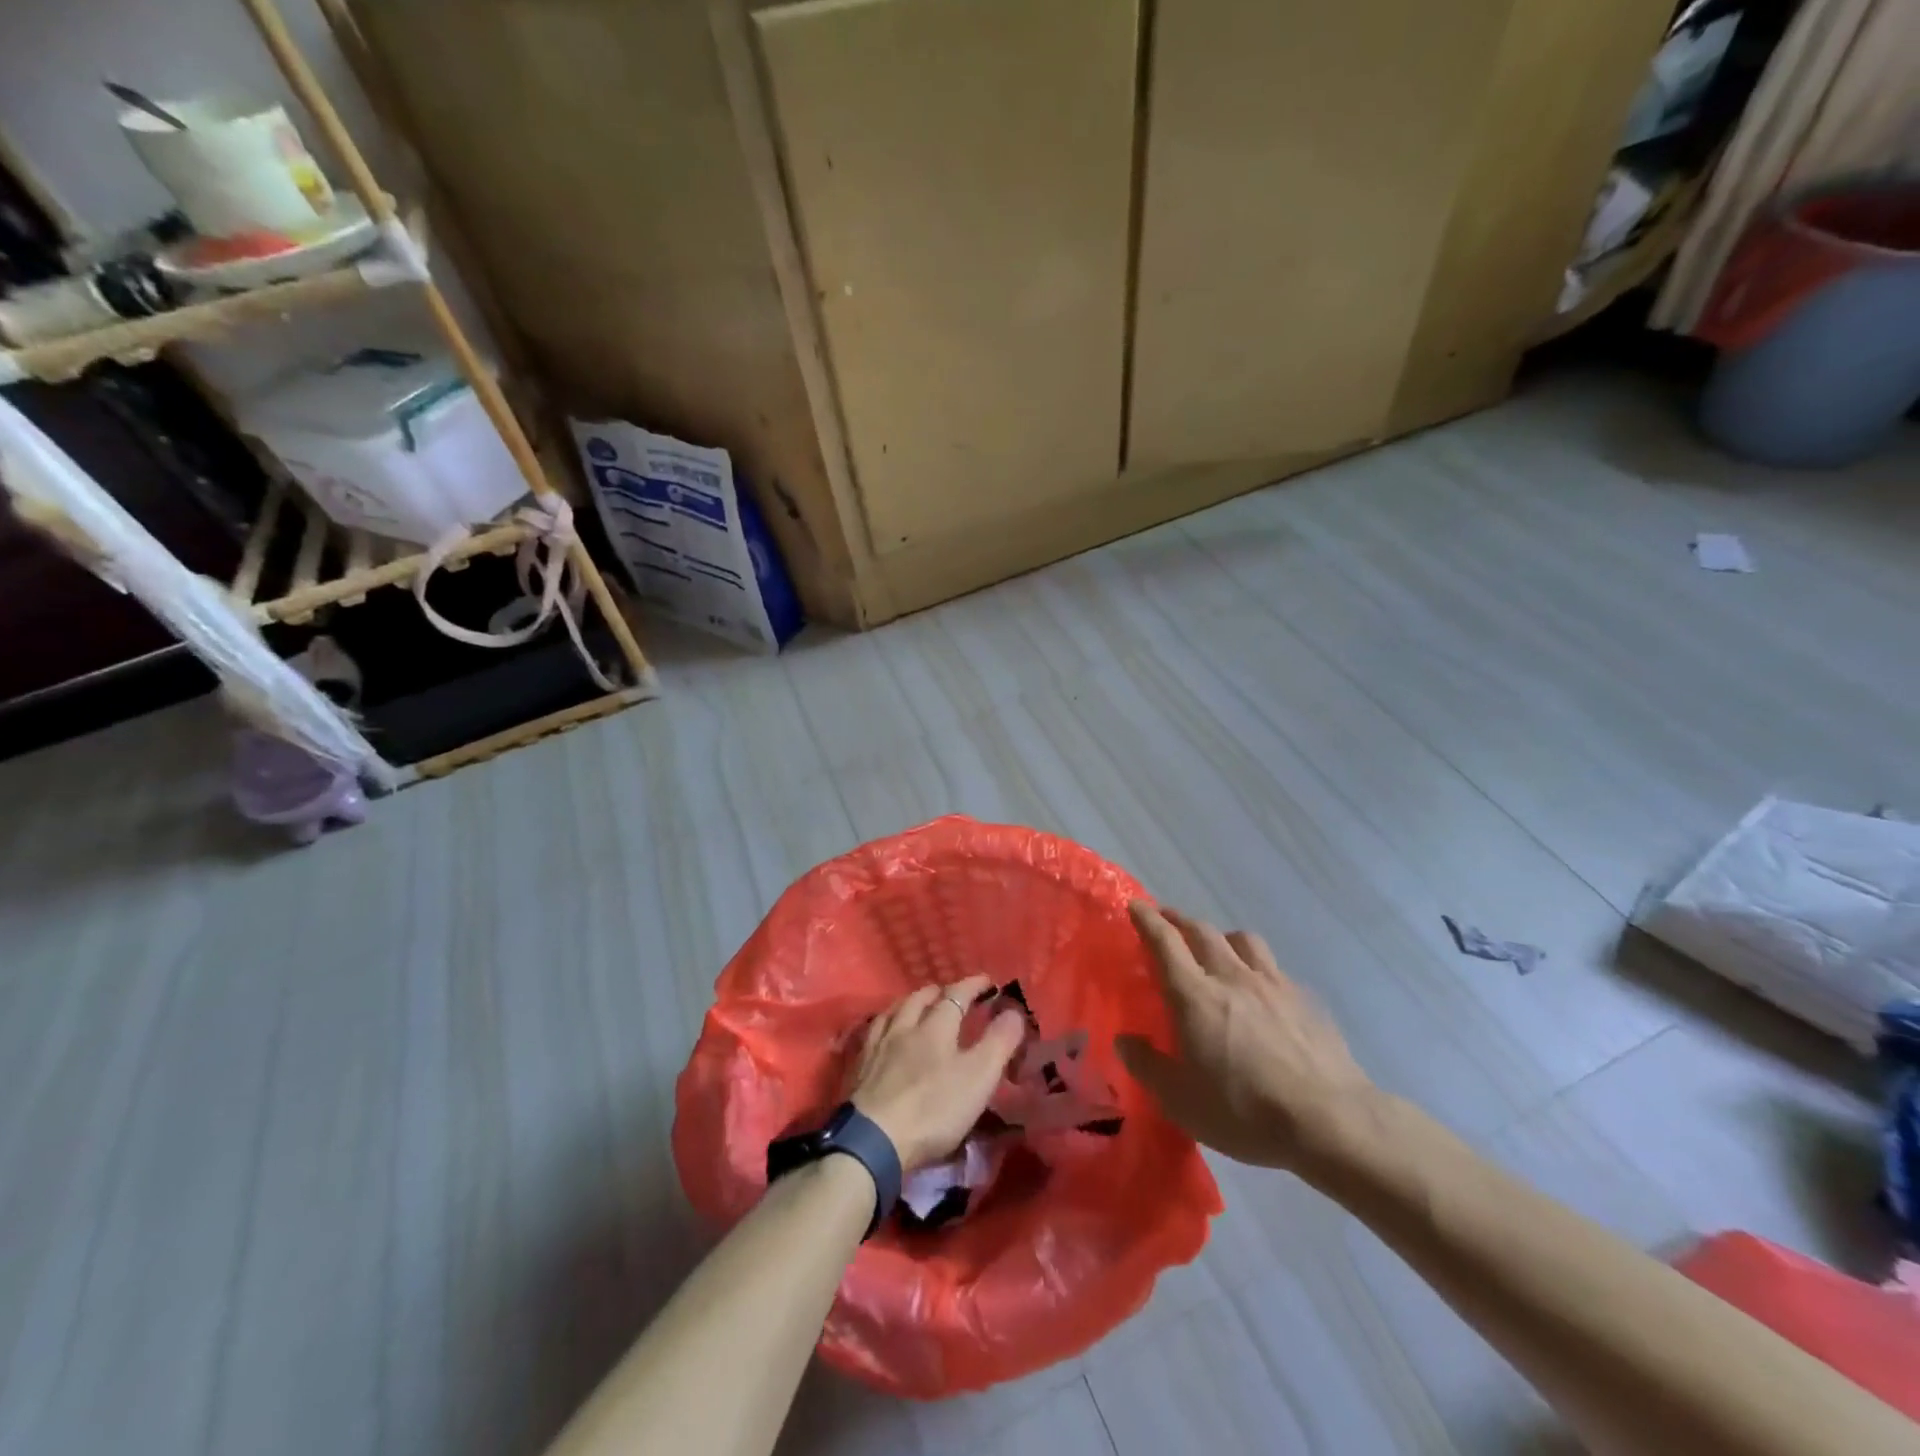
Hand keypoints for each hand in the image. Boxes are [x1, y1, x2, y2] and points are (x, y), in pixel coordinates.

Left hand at [849, 975, 1027, 1171]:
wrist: (873, 1140)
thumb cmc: (933, 1108)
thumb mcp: (978, 1077)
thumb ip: (998, 1043)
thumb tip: (1014, 1011)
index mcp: (935, 1027)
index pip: (956, 995)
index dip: (972, 985)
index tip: (987, 981)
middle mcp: (904, 1027)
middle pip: (920, 999)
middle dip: (938, 992)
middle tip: (949, 993)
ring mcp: (877, 1046)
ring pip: (893, 1011)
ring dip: (909, 1003)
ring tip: (916, 1005)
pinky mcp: (858, 1068)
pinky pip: (872, 1033)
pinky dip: (884, 1024)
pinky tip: (883, 1033)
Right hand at [1116, 902, 1376, 1172]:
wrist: (1331, 1121)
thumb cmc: (1245, 1112)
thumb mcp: (1181, 1101)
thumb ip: (1147, 1066)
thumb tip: (1125, 1039)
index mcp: (1196, 996)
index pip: (1165, 943)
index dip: (1147, 920)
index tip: (1135, 905)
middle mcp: (1232, 978)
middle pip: (1203, 932)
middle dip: (1179, 920)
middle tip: (1166, 920)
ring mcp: (1273, 985)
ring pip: (1242, 940)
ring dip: (1221, 936)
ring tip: (1216, 947)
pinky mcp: (1304, 1000)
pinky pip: (1273, 967)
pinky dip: (1256, 965)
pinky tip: (1260, 988)